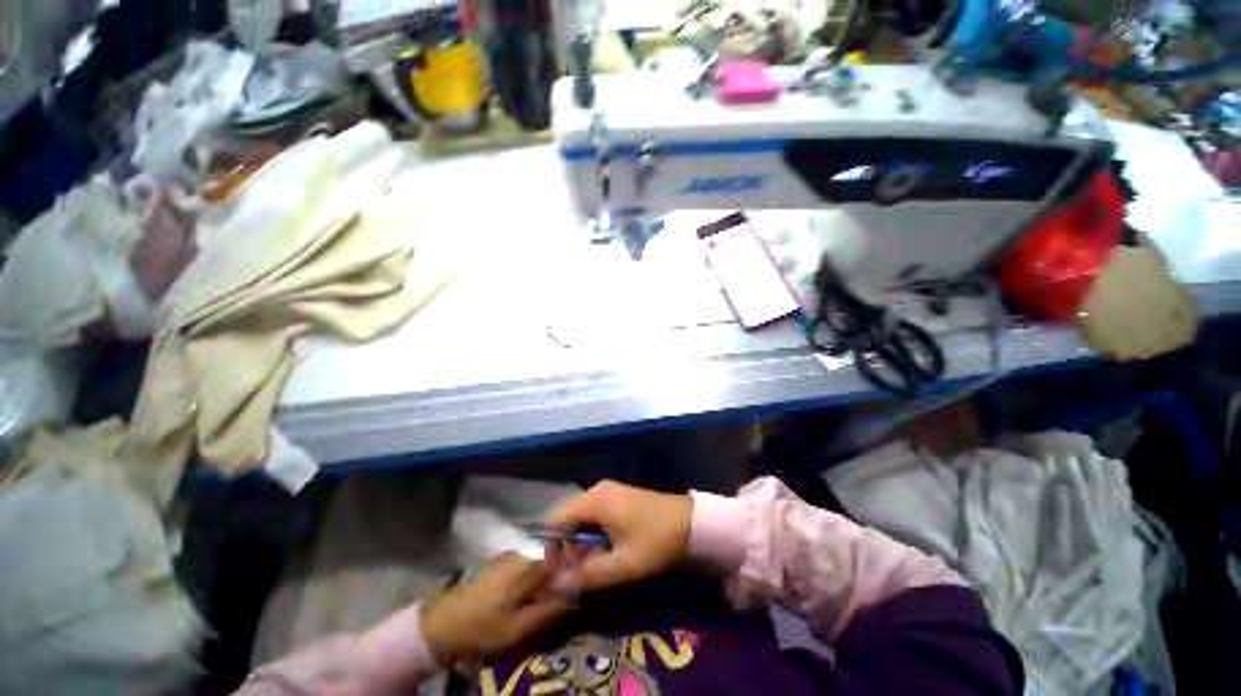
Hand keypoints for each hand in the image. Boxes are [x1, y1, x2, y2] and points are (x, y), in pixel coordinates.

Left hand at [420, 553, 572, 665]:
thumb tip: (575, 595)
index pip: (563, 554)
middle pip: (552, 555)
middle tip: (563, 595)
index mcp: (529, 564)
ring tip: (546, 597)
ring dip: (546, 575)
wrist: (442, 625)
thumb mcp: (519, 629)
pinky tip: (527, 594)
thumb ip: (549, 610)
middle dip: (560, 572)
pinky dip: (532, 575)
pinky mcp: (499, 561)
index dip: (573, 566)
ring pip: (539, 559)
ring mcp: (510, 554)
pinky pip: (527, 562)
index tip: (578, 583)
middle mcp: (522, 551)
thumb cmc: (482, 628)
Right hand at [547, 480, 692, 592]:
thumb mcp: (623, 565)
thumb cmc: (656, 542)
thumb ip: (589, 575)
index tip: (554, 572)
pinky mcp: (618, 497)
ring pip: (581, 517)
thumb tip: (557, 585)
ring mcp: (609, 491)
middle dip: (566, 546)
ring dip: (579, 541)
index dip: (550, 546)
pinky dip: (591, 533)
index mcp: (595, 500)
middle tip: (572, 574)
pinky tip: (601, 552)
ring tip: (586, 566)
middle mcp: (597, 490)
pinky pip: (594, 514)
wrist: (691, 523)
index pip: (556, 519)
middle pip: (567, 517)